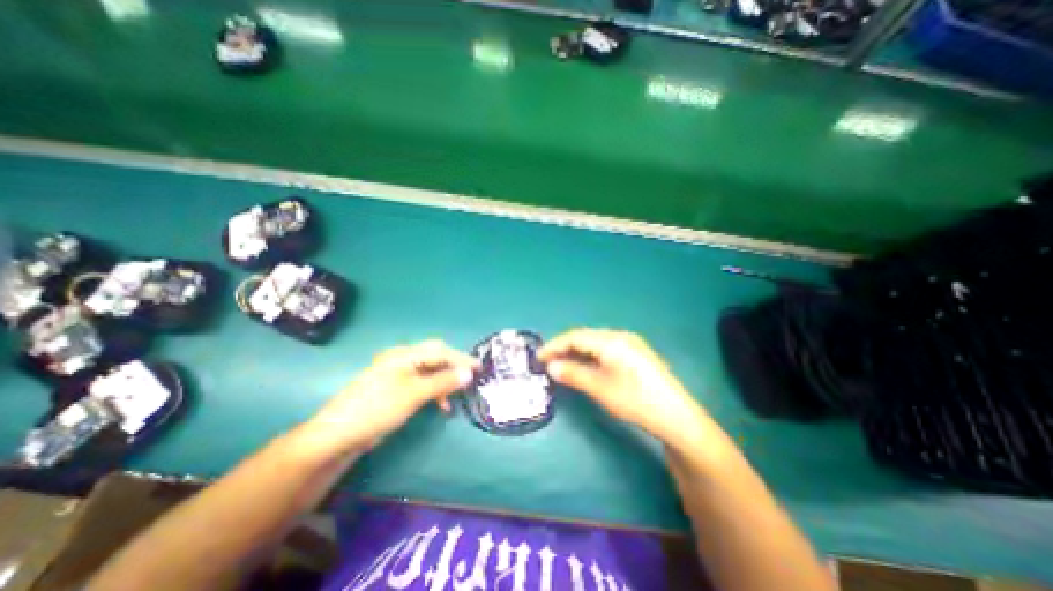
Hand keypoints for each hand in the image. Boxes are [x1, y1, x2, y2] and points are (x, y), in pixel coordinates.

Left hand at [299, 339, 474, 454]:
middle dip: (453, 367)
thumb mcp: (414, 393)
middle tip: (469, 379)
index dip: (461, 358)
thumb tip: (468, 373)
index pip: (440, 351)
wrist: (338, 436)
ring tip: (455, 397)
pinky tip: (439, 404)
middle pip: (434, 357)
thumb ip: (443, 381)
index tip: (479, 368)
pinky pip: (421, 383)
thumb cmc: (378, 408)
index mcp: (404, 355)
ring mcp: (396, 374)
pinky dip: (433, 390)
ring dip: (443, 381)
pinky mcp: (394, 389)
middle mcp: (401, 360)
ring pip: (429, 371)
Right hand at [537, 330, 700, 446]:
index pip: (575, 337)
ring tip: (562, 363)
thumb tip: (551, 367)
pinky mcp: (635, 353)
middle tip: (548, 361)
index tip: (538, 356)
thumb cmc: (635, 400)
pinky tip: (585, 365)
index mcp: (611, 341)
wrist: (676, 416)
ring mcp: (630, 343)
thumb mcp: (600, 389)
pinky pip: (605, 348)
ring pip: (595, 342)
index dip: (554, 345)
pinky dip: (590, 355)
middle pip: (585, 336)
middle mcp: (620, 336)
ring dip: (577, 351)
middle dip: (564, 347)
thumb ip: (573, 374)